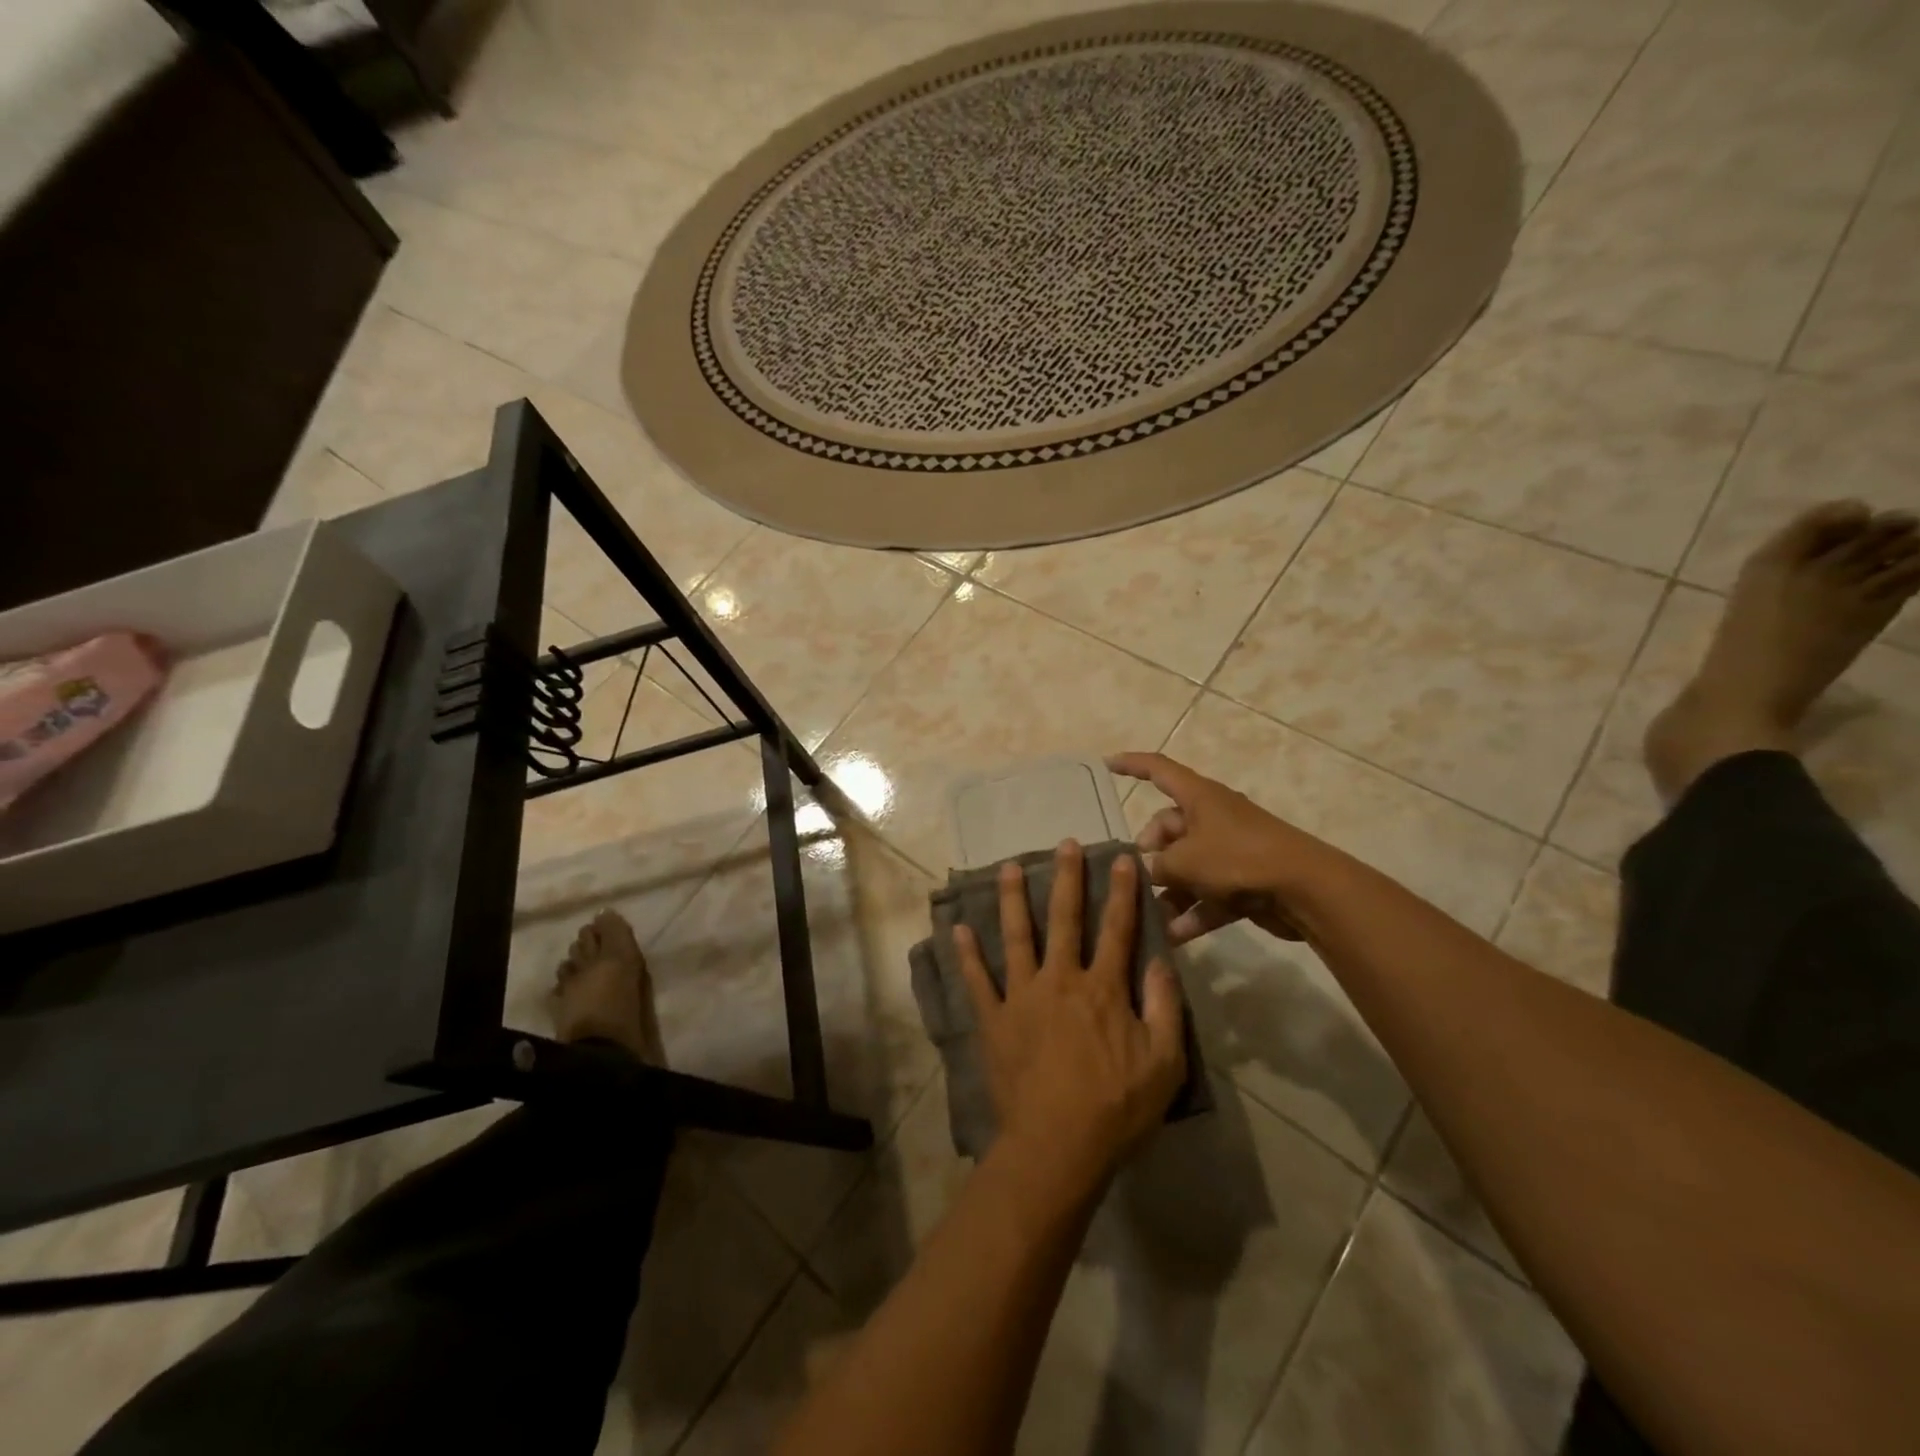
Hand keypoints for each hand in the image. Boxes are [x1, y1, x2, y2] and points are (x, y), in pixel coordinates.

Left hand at [953, 842, 1185, 1179]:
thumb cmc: (1116, 1108)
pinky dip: (966, 955)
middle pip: (1065, 920)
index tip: (1122, 858)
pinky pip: (977, 981)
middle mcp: (1060, 980)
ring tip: (1008, 868)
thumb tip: (1161, 960)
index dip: (1121, 892)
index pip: (1117, 929)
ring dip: (1013, 900)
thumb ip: (1164, 1007)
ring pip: (1016, 937)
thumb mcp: (1164, 1063)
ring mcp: (1022, 997)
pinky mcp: (994, 1020)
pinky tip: (957, 929)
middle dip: (1066, 879)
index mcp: (1102, 988)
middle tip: (1063, 844)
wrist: (1057, 1146)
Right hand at [1107, 751, 1335, 945]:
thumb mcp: (1185, 861)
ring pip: (1188, 866)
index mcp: (1199, 797)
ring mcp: (1230, 850)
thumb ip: (1156, 866)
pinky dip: (1193, 912)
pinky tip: (1174, 936)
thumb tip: (1146, 871)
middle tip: (1135, 876)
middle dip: (1149, 852)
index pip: (1158, 769)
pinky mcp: (1244, 881)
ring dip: (1169, 891)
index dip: (1131, 765)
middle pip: (1169, 827)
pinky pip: (1208, 894)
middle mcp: (1213, 818)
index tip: (1106, 764)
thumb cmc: (1238, 858)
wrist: (1305, 889)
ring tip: (1148, 916)